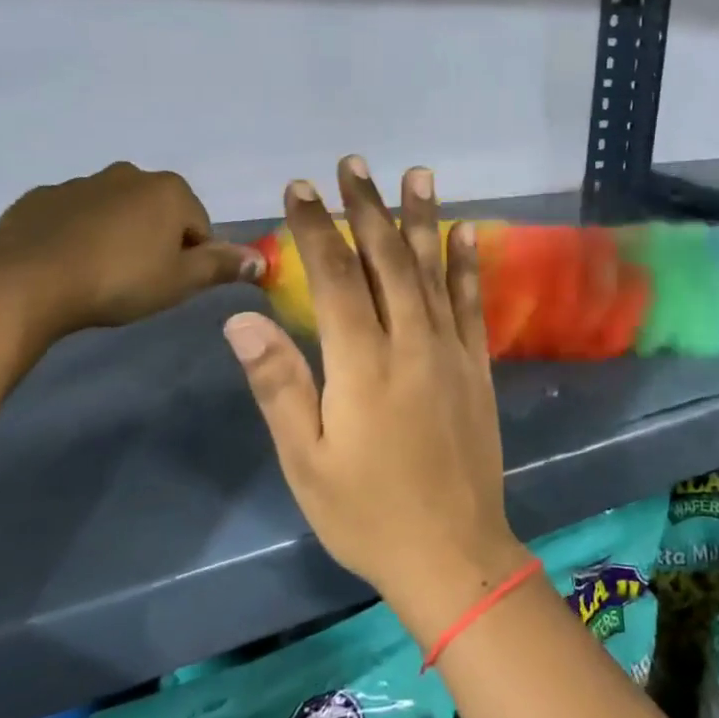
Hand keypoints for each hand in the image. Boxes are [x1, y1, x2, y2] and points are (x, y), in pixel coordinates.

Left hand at [0, 163, 263, 343]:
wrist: (25, 282)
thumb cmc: (118, 280)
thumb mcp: (180, 281)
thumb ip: (221, 266)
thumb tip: (261, 260)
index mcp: (169, 190)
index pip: (199, 226)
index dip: (191, 258)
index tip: (170, 284)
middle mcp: (129, 175)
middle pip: (158, 212)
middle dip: (154, 240)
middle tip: (137, 280)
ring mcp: (80, 182)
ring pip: (114, 211)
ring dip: (115, 236)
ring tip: (98, 276)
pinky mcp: (39, 197)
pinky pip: (72, 216)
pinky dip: (76, 234)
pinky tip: (65, 265)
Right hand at [222, 157, 526, 638]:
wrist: (453, 553)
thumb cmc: (366, 513)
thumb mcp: (306, 460)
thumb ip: (278, 383)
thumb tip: (241, 317)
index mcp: (362, 363)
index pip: (335, 276)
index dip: (316, 228)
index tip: (299, 188)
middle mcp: (411, 341)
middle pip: (386, 259)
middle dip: (367, 207)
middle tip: (353, 163)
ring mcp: (450, 350)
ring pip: (432, 269)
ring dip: (421, 218)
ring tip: (416, 173)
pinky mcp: (477, 365)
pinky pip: (472, 303)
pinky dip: (467, 264)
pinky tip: (467, 231)